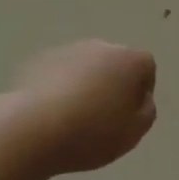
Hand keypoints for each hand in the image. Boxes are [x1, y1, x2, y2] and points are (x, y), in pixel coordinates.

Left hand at [6, 40, 157, 177]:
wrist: (32, 128)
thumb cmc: (91, 132)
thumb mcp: (133, 133)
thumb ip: (146, 111)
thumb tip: (140, 98)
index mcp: (129, 59)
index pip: (146, 68)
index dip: (140, 93)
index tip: (127, 117)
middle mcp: (101, 46)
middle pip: (114, 63)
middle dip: (112, 84)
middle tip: (102, 118)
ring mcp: (68, 50)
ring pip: (85, 66)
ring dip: (84, 85)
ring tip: (72, 119)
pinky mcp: (39, 60)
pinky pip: (58, 73)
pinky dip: (59, 88)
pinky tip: (50, 114)